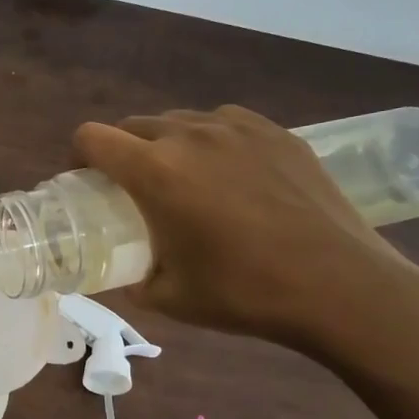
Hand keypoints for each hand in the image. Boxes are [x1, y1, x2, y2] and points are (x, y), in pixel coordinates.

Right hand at [74, 107, 418, 356]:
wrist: (341, 286)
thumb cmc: (244, 292)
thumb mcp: (169, 297)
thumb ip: (134, 279)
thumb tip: (127, 275)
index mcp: (156, 172)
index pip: (93, 138)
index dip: (78, 156)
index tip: (84, 182)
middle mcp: (191, 136)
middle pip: (134, 125)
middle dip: (121, 151)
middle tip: (131, 189)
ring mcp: (239, 129)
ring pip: (180, 121)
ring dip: (165, 144)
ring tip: (183, 179)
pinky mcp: (278, 132)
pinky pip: (225, 123)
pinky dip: (211, 141)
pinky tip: (229, 173)